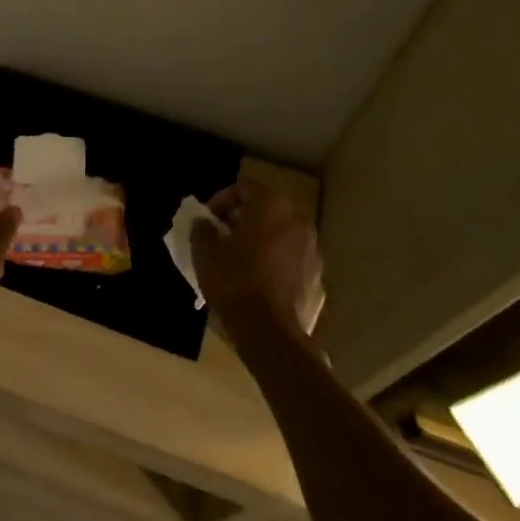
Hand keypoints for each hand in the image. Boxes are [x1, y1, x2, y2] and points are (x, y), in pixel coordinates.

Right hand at [190, 177, 324, 335]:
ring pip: (281, 234)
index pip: (244, 188)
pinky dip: (275, 262)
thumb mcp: (205, 251)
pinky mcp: (317, 277)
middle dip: (242, 219)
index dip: (221, 200)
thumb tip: (204, 222)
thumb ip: (202, 228)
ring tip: (239, 260)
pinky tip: (258, 282)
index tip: (207, 220)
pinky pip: (291, 259)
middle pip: (266, 209)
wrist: (270, 332)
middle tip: (221, 236)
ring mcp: (312, 250)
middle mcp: (297, 221)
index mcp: (271, 208)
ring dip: (260, 240)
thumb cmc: (234, 282)